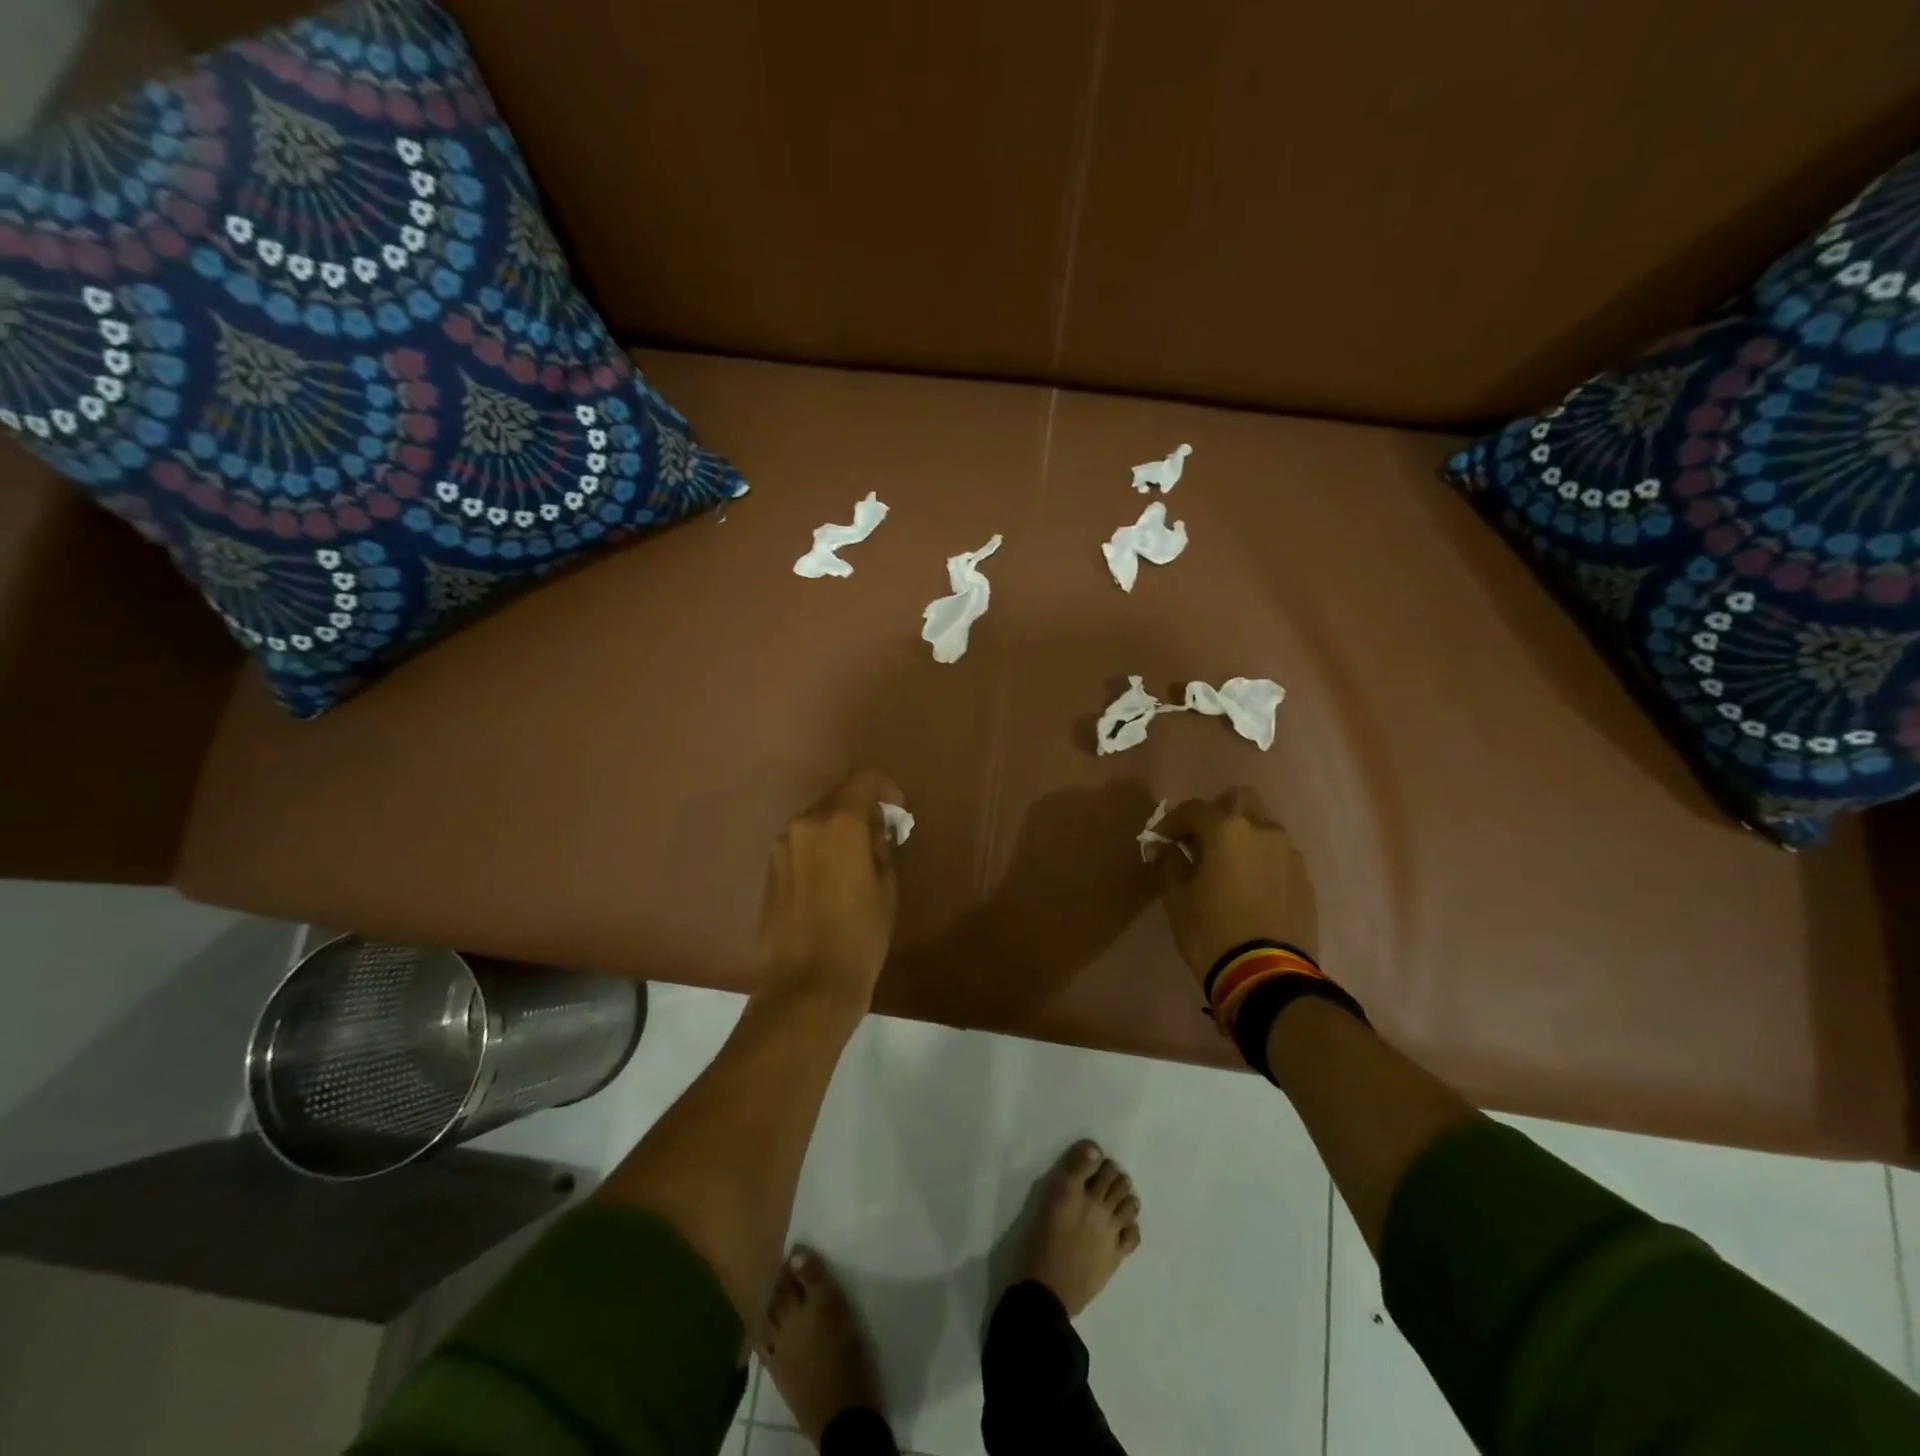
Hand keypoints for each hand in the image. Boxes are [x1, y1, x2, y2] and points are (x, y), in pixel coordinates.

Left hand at [758, 768, 904, 1002]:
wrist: (807, 983)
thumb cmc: (860, 934)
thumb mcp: (886, 886)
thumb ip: (881, 845)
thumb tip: (874, 829)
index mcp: (838, 822)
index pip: (863, 778)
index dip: (885, 789)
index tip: (896, 814)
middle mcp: (804, 823)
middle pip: (838, 798)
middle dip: (861, 811)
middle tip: (880, 842)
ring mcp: (781, 845)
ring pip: (817, 820)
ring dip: (839, 830)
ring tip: (855, 865)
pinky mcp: (769, 868)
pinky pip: (801, 843)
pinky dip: (819, 849)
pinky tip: (830, 882)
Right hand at [1156, 788, 1317, 983]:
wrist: (1267, 976)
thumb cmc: (1211, 932)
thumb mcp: (1176, 898)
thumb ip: (1169, 863)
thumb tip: (1166, 848)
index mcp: (1227, 829)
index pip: (1193, 809)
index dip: (1172, 822)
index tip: (1161, 841)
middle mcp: (1263, 830)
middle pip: (1239, 801)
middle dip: (1216, 814)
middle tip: (1199, 842)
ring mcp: (1289, 854)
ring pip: (1262, 827)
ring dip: (1242, 837)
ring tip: (1227, 867)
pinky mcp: (1305, 879)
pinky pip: (1278, 856)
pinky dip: (1261, 861)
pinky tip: (1250, 888)